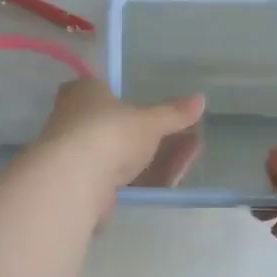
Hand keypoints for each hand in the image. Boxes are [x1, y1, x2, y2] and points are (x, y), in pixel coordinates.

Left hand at [28, 78, 205, 199]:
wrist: (75, 181)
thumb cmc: (109, 133)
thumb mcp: (148, 121)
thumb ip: (174, 113)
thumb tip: (201, 99)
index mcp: (84, 93)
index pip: (106, 90)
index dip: (135, 102)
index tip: (163, 113)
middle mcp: (76, 121)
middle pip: (123, 127)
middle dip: (160, 135)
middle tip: (190, 138)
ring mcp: (81, 156)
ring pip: (126, 155)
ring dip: (160, 156)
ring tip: (192, 155)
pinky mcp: (87, 186)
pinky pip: (123, 178)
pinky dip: (148, 176)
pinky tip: (173, 178)